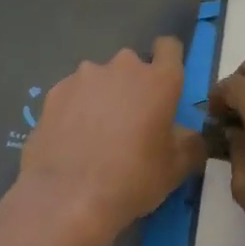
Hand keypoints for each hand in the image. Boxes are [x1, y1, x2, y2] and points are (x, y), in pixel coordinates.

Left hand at [8, 38, 207, 245]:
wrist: (68, 198)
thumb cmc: (133, 179)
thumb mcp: (177, 168)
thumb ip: (190, 143)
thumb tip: (188, 136)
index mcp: (159, 80)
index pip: (169, 47)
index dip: (168, 61)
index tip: (163, 85)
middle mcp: (122, 67)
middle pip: (132, 66)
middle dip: (133, 86)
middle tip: (131, 123)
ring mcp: (84, 76)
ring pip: (100, 79)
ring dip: (103, 96)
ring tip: (96, 134)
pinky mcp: (54, 92)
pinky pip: (73, 93)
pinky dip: (76, 108)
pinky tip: (71, 139)